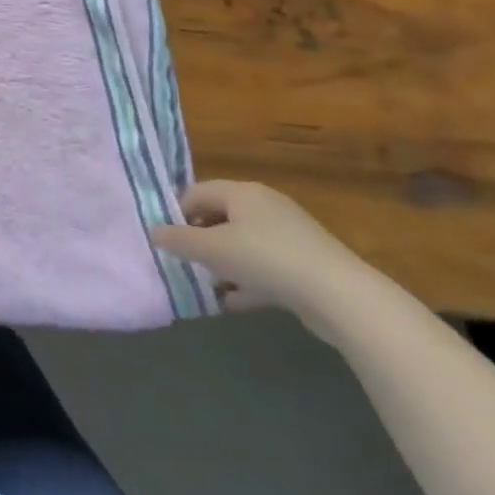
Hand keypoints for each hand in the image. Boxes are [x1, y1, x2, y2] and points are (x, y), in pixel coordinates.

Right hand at [150, 181, 384, 339]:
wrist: (340, 297)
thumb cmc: (266, 259)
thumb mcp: (212, 249)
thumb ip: (179, 240)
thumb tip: (153, 232)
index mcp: (242, 192)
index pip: (196, 192)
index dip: (177, 214)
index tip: (167, 241)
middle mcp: (265, 206)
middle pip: (220, 217)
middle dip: (200, 242)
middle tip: (186, 264)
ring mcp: (288, 235)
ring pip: (242, 245)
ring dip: (223, 265)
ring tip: (208, 287)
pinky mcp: (305, 264)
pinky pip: (264, 266)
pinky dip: (247, 281)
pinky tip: (234, 302)